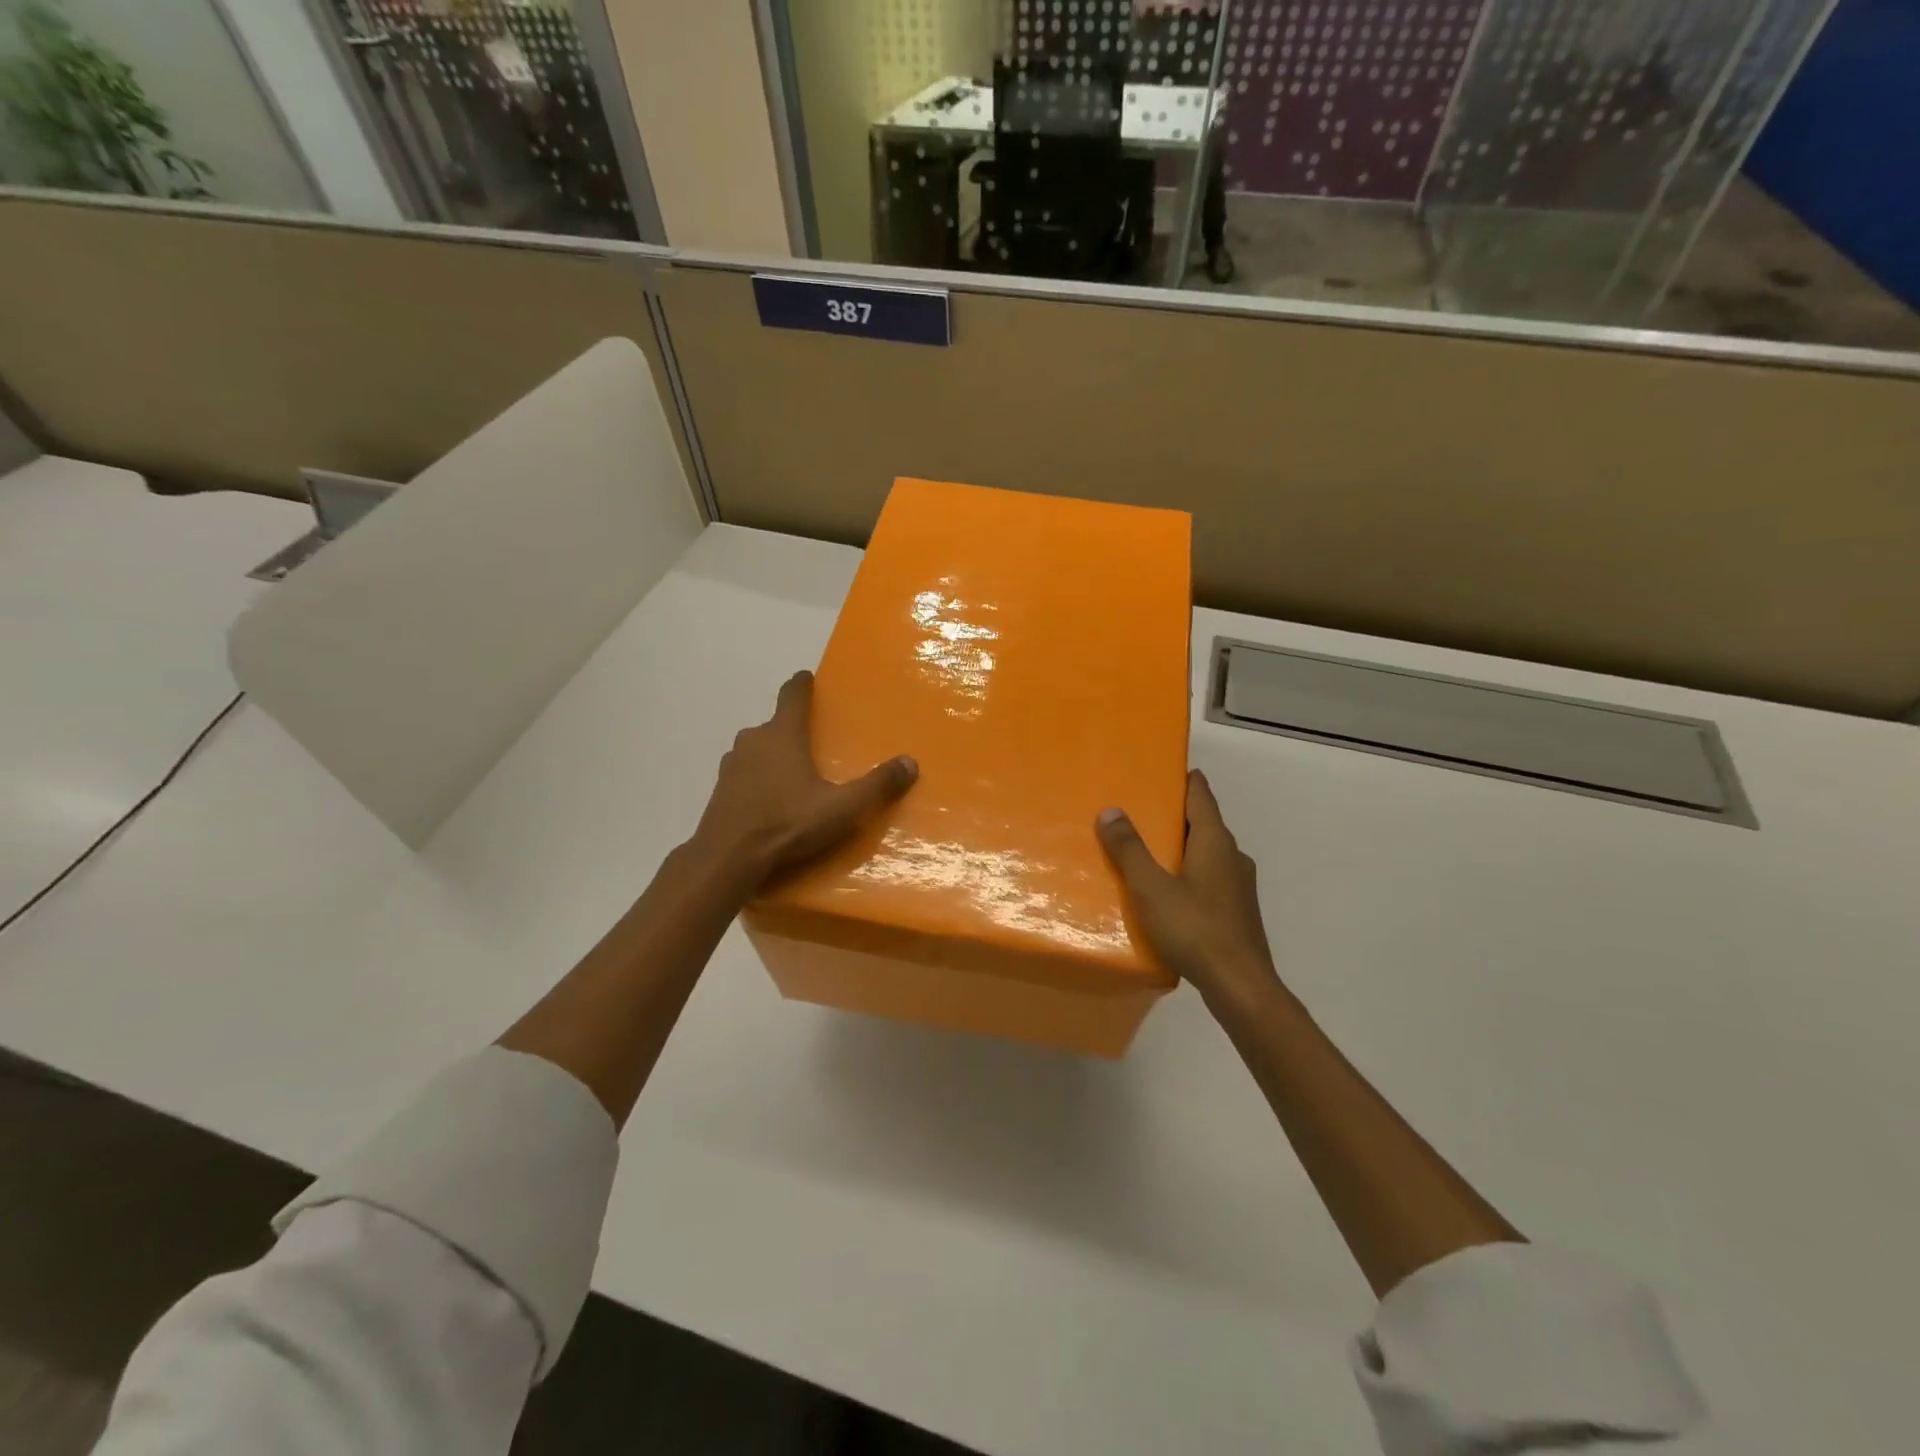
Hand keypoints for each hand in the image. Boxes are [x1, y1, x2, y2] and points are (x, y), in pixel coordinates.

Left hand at [689, 671, 917, 891]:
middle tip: (813, 743)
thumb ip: (877, 786)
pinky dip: (757, 779)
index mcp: (783, 734)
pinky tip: (769, 800)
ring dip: (772, 755)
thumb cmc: (787, 823)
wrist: (728, 858)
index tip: (807, 678)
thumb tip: (910, 763)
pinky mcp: (720, 790)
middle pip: (775, 724)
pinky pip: (744, 774)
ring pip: (757, 749)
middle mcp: (754, 740)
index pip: (792, 694)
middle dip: (792, 729)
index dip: (801, 684)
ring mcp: (731, 765)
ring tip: (793, 774)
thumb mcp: (842, 808)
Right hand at [1097, 769, 1278, 1003]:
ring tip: (1145, 853)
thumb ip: (1129, 849)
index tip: (1159, 771)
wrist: (1240, 986)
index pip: (1201, 794)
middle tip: (1137, 813)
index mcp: (1215, 841)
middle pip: (1203, 823)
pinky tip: (1165, 893)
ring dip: (1179, 848)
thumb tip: (1111, 810)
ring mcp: (1239, 885)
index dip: (1182, 779)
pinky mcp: (1237, 910)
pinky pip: (1208, 879)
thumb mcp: (1151, 887)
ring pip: (1206, 853)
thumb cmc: (1195, 929)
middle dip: (1173, 816)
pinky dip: (1187, 874)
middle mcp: (1233, 856)